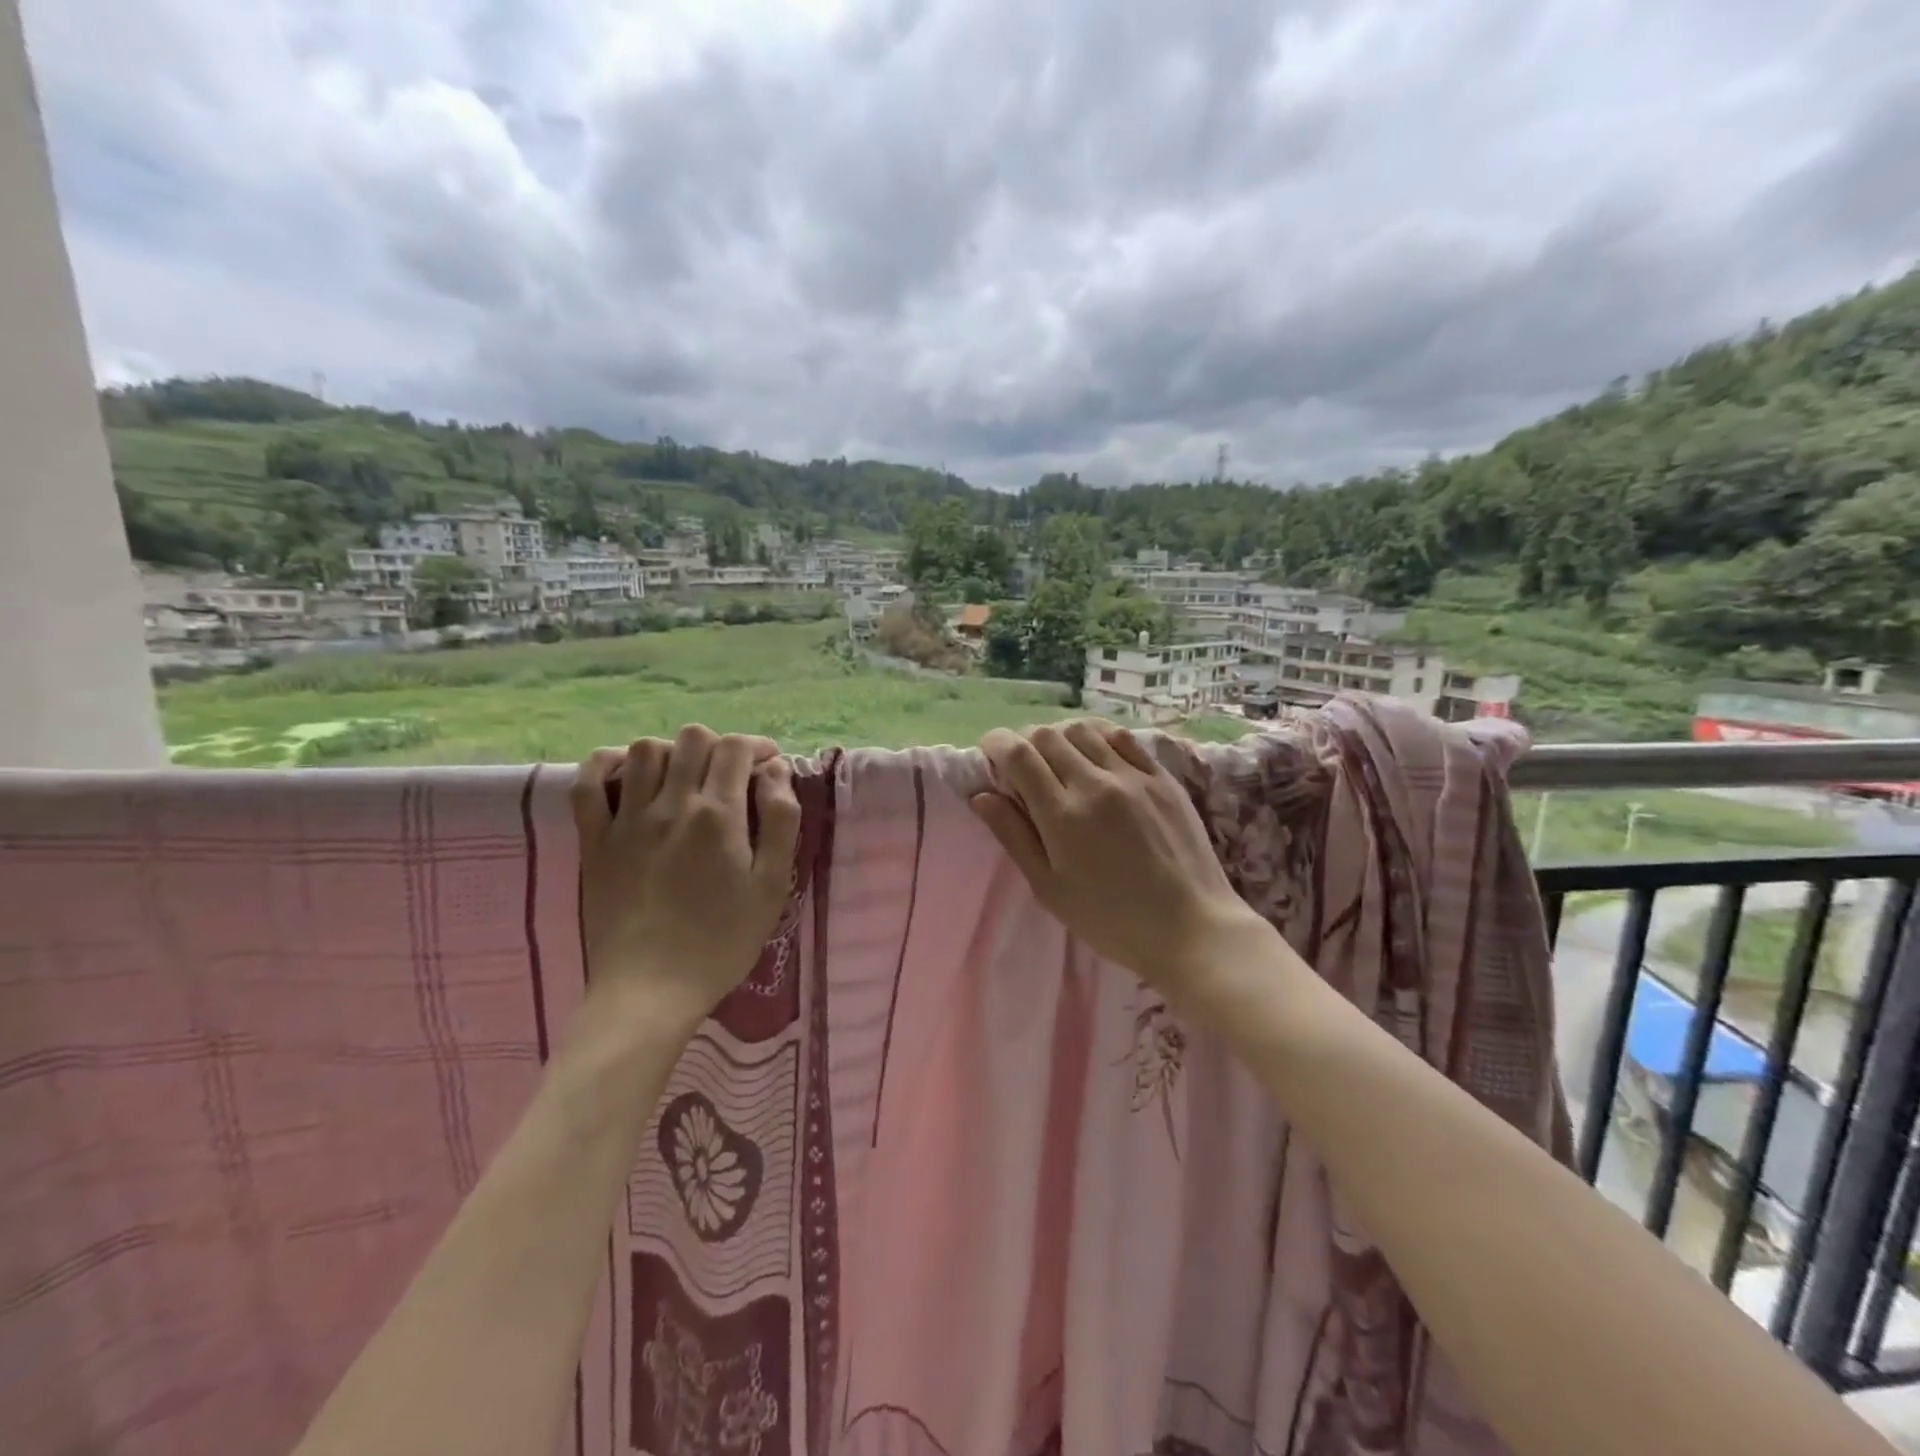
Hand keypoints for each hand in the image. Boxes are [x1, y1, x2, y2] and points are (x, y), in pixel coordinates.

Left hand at [572, 726, 802, 1031]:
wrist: (651, 990)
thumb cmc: (722, 941)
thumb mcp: (772, 885)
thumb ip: (780, 820)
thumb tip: (775, 770)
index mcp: (718, 815)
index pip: (737, 749)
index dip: (759, 747)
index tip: (769, 766)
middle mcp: (671, 804)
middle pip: (693, 739)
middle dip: (720, 746)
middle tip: (731, 775)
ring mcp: (626, 820)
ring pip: (645, 749)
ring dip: (672, 752)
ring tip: (685, 778)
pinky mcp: (594, 840)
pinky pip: (588, 782)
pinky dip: (606, 764)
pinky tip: (627, 774)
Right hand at [971, 720, 1267, 1007]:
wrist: (1191, 927)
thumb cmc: (1110, 919)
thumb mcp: (1050, 888)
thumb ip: (1014, 837)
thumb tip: (982, 796)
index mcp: (1062, 815)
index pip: (1019, 755)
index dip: (996, 744)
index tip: (990, 751)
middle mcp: (1096, 784)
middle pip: (1047, 735)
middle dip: (1024, 741)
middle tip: (1022, 764)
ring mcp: (1133, 776)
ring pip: (1084, 730)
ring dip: (1060, 736)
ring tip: (1059, 759)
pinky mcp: (1162, 777)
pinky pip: (1122, 738)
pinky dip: (1099, 737)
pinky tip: (1096, 754)